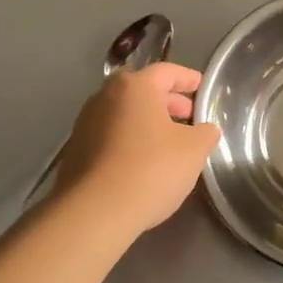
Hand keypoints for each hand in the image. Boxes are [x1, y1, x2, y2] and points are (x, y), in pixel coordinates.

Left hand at [54, 63, 221, 237]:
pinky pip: (110, 135)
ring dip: (147, 121)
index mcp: (135, 86)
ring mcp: (86, 123)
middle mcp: (105, 96)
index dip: (187, 78)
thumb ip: (205, 133)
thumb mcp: (193, 150)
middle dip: (167, 101)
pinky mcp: (76, 150)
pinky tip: (142, 160)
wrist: (94, 211)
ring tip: (168, 140)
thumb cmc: (150, 169)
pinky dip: (129, 139)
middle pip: (142, 90)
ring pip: (124, 113)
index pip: (166, 72)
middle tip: (188, 116)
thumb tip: (206, 129)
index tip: (201, 86)